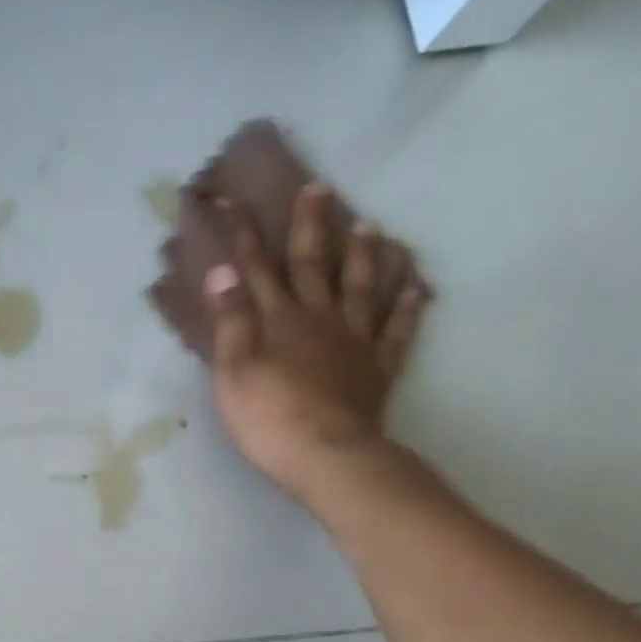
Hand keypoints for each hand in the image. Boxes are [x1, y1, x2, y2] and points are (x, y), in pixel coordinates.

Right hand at [204, 184, 430, 501]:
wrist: (325, 453)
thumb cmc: (268, 417)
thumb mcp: (233, 372)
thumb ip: (230, 322)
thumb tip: (222, 271)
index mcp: (279, 321)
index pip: (257, 269)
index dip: (244, 236)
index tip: (232, 201)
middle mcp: (319, 319)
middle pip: (314, 266)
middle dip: (312, 226)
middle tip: (320, 188)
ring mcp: (355, 341)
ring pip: (362, 288)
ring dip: (363, 256)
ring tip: (371, 227)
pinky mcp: (378, 368)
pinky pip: (397, 330)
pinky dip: (408, 306)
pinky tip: (417, 288)